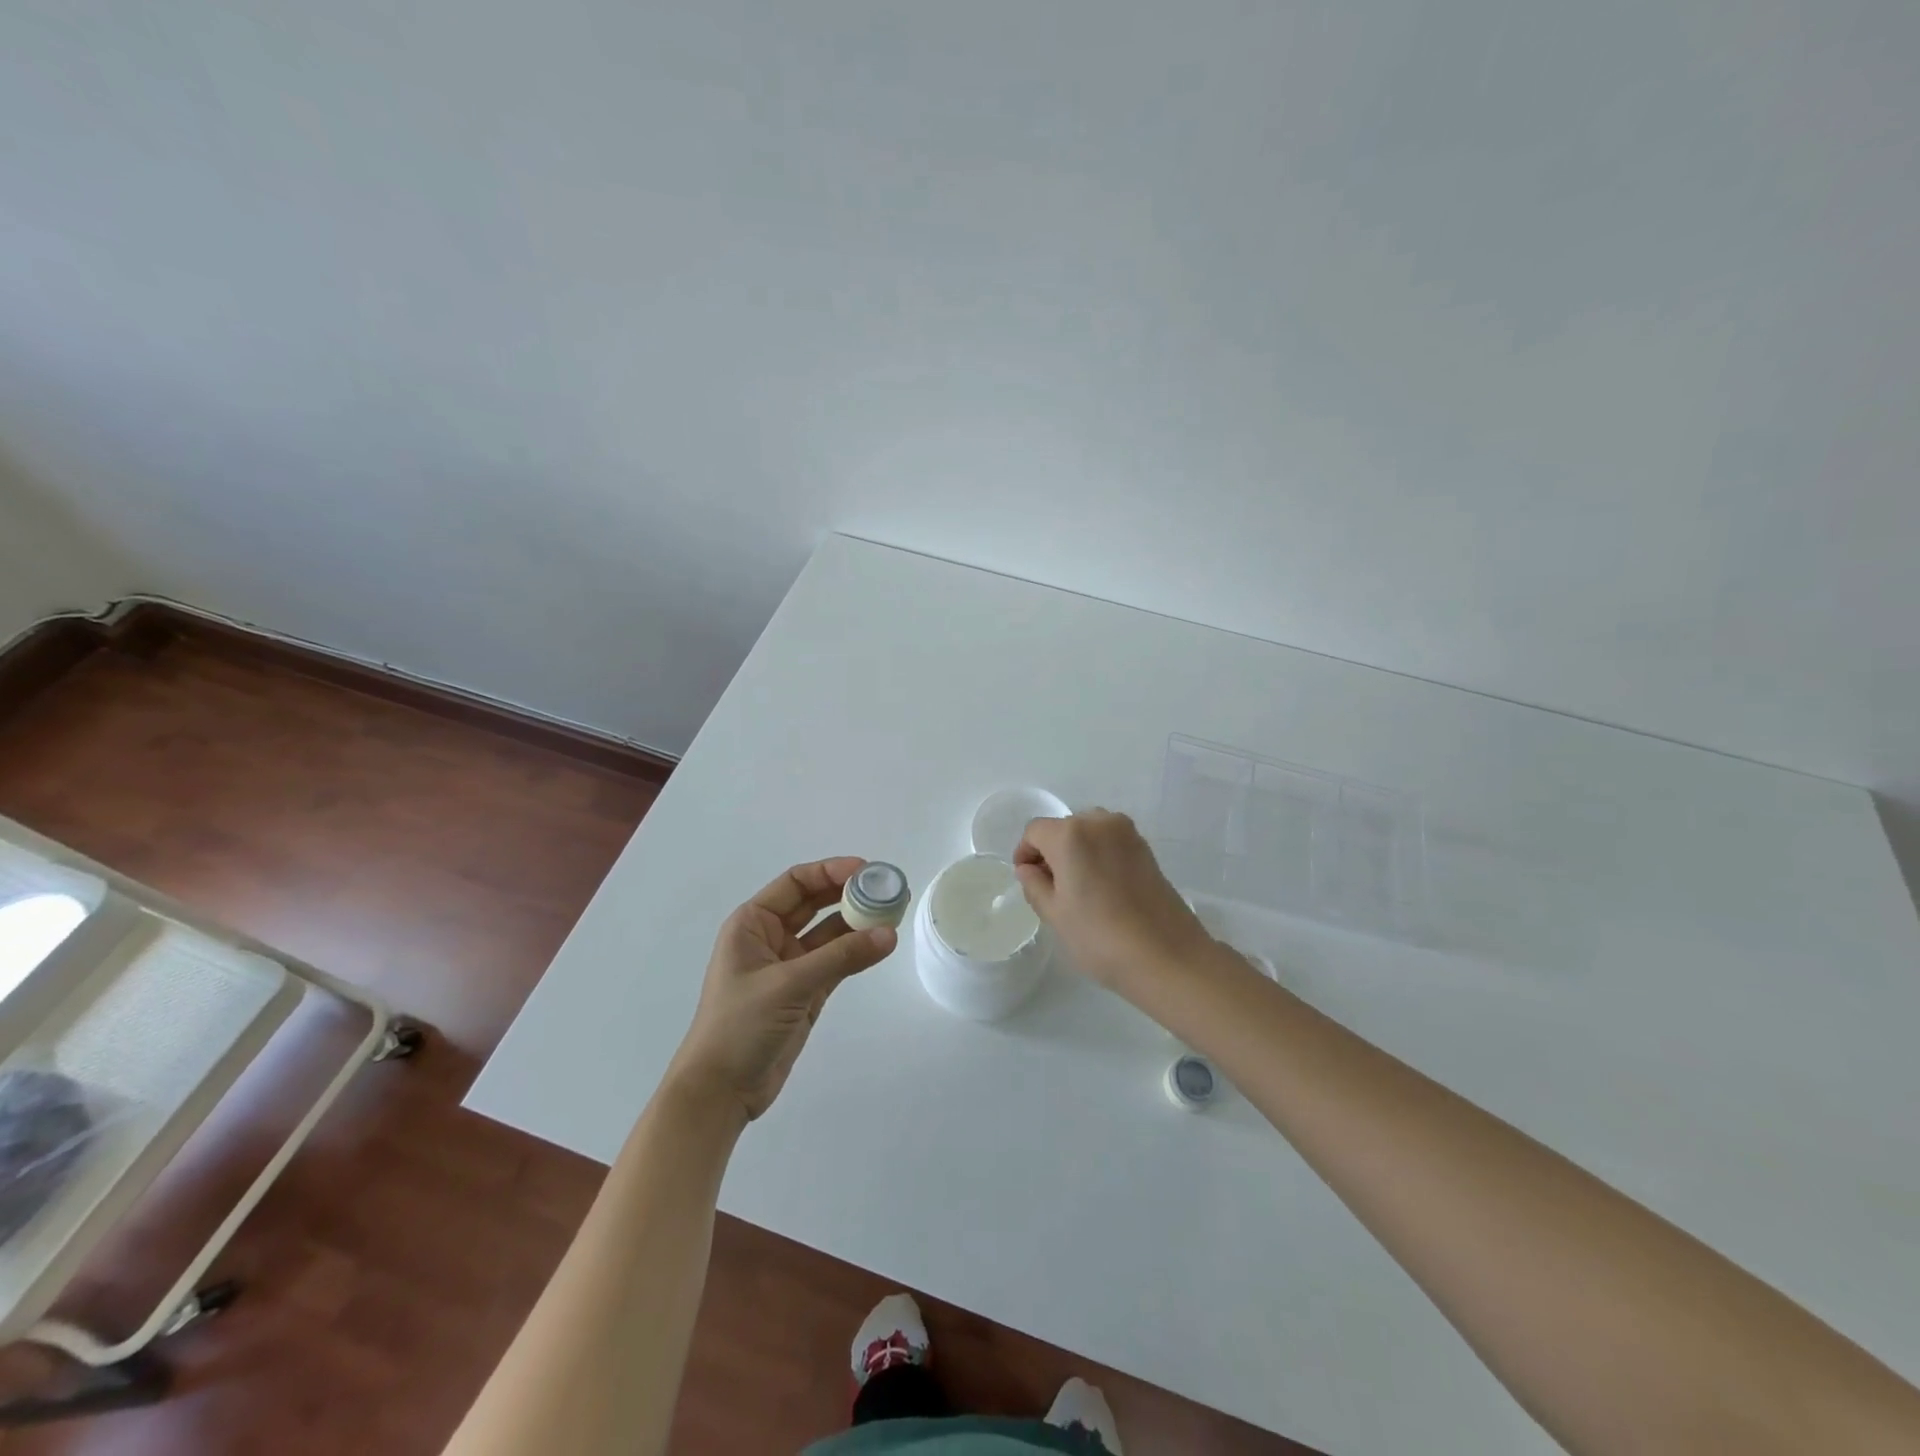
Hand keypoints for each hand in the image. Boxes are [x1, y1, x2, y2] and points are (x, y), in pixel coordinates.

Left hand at [667, 858, 897, 1121]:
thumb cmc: (740, 1026)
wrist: (720, 1092)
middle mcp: (770, 938)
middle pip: (814, 904)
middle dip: (848, 895)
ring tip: (892, 914)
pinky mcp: (804, 992)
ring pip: (829, 934)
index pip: (796, 883)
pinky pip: (835, 962)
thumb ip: (841, 957)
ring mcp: (789, 966)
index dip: (830, 871)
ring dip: (857, 924)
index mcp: (753, 924)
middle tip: (886, 890)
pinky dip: (856, 953)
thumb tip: (889, 934)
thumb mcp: (790, 985)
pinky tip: (881, 945)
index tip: (866, 870)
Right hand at [1014, 810, 1213, 991]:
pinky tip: (1103, 891)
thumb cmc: (1100, 937)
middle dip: (1052, 853)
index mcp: (1070, 834)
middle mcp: (1099, 822)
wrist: (1167, 956)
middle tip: (1052, 890)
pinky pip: (1110, 843)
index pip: (1034, 831)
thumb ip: (1034, 885)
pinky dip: (1099, 857)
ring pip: (1089, 834)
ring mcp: (1127, 833)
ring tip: (1079, 891)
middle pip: (1063, 829)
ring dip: (1077, 853)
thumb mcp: (1055, 914)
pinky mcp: (1147, 849)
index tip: (1027, 880)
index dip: (1025, 853)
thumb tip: (1029, 869)